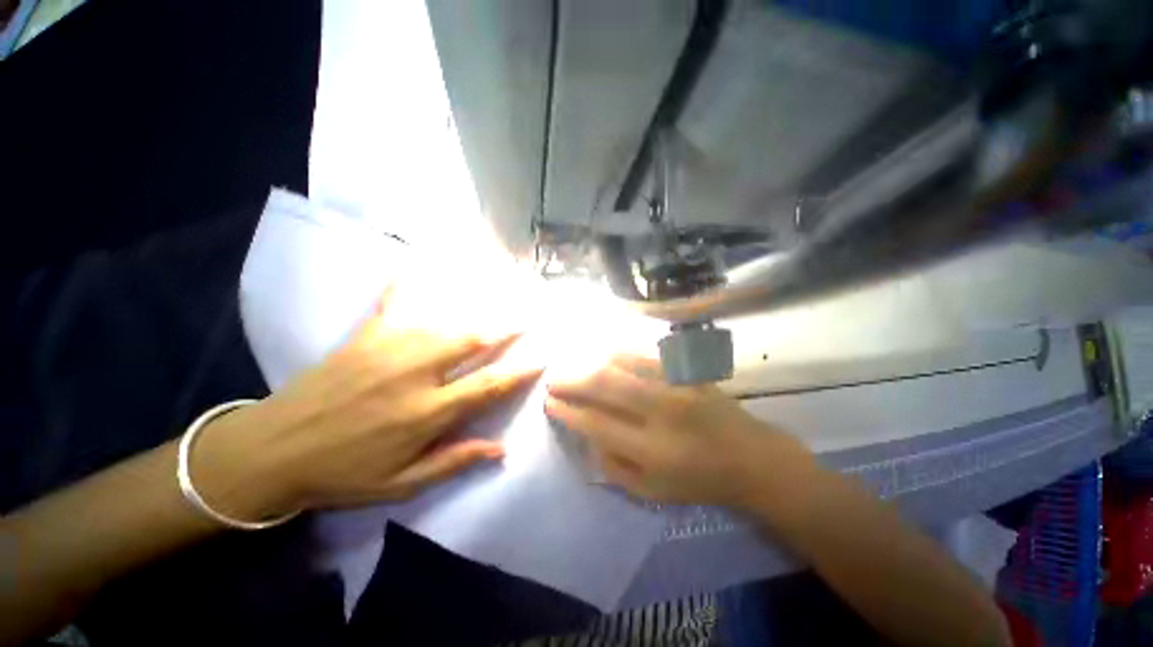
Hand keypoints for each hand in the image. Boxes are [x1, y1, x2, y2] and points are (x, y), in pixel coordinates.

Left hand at [192, 292, 542, 519]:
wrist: (270, 451)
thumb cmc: (341, 473)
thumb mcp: (401, 485)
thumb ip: (453, 462)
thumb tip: (501, 449)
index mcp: (426, 413)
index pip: (487, 386)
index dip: (519, 372)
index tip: (541, 358)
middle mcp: (415, 375)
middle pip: (471, 344)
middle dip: (504, 329)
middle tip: (526, 317)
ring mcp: (388, 351)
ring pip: (444, 324)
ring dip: (475, 312)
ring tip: (497, 297)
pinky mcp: (364, 338)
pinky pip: (391, 304)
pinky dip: (405, 283)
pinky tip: (416, 263)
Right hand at [545, 355, 812, 507]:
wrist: (750, 457)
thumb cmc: (698, 480)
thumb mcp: (652, 493)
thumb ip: (613, 467)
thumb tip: (586, 435)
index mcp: (651, 449)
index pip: (596, 423)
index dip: (568, 411)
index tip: (550, 402)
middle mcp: (661, 412)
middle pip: (605, 385)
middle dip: (572, 380)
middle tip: (554, 379)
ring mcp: (676, 385)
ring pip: (622, 364)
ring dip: (591, 363)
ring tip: (574, 365)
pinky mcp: (687, 372)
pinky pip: (645, 355)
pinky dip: (620, 353)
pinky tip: (606, 354)